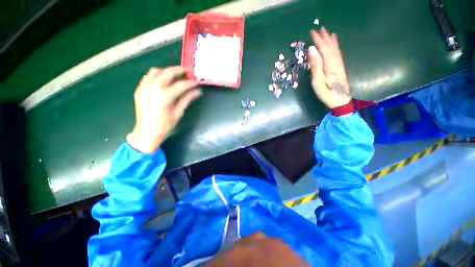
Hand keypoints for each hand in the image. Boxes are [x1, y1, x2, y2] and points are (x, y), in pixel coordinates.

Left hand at [127, 67, 201, 153]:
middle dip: (179, 70)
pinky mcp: (139, 90)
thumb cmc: (164, 126)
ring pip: (155, 71)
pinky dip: (157, 74)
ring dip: (167, 70)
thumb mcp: (178, 113)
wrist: (146, 133)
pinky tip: (163, 79)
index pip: (180, 85)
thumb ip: (187, 100)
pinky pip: (148, 76)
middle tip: (188, 70)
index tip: (197, 82)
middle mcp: (152, 90)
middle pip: (166, 73)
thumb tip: (198, 91)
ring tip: (176, 74)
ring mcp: (143, 88)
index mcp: (163, 98)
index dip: (190, 83)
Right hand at [309, 27, 351, 108]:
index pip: (323, 48)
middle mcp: (336, 62)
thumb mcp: (317, 81)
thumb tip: (312, 50)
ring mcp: (339, 65)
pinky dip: (336, 47)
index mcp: (330, 65)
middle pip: (330, 47)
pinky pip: (338, 54)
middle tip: (319, 29)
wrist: (340, 101)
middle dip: (324, 38)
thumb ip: (315, 65)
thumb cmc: (326, 93)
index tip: (312, 32)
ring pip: (335, 49)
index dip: (318, 40)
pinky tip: (335, 44)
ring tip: (328, 32)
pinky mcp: (340, 69)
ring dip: (331, 40)